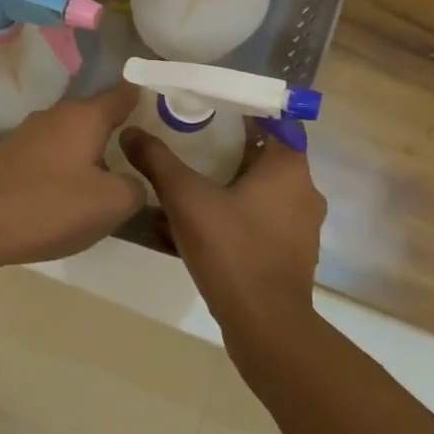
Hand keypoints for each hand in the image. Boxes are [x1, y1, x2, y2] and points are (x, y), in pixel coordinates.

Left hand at [0, 83, 145, 278]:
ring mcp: (26, 135)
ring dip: (88, 153)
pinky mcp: (6, 157)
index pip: (123, 94)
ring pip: (70, 137)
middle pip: (95, 116)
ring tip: (105, 181)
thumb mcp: (110, 204)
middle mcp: (55, 116)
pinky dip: (62, 169)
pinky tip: (64, 196)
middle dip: (116, 132)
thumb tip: (132, 181)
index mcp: (85, 117)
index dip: (144, 98)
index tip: (162, 106)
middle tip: (140, 156)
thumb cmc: (49, 206)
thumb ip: (135, 187)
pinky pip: (48, 156)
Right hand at [119, 121, 324, 346]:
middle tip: (191, 142)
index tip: (211, 109)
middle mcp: (303, 191)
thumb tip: (130, 133)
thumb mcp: (186, 199)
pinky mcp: (291, 254)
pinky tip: (202, 224)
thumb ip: (157, 161)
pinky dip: (235, 215)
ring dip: (230, 184)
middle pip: (265, 156)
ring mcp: (301, 226)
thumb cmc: (232, 249)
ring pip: (262, 191)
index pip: (273, 121)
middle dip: (229, 149)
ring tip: (191, 183)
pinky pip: (261, 220)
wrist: (265, 324)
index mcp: (289, 168)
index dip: (243, 111)